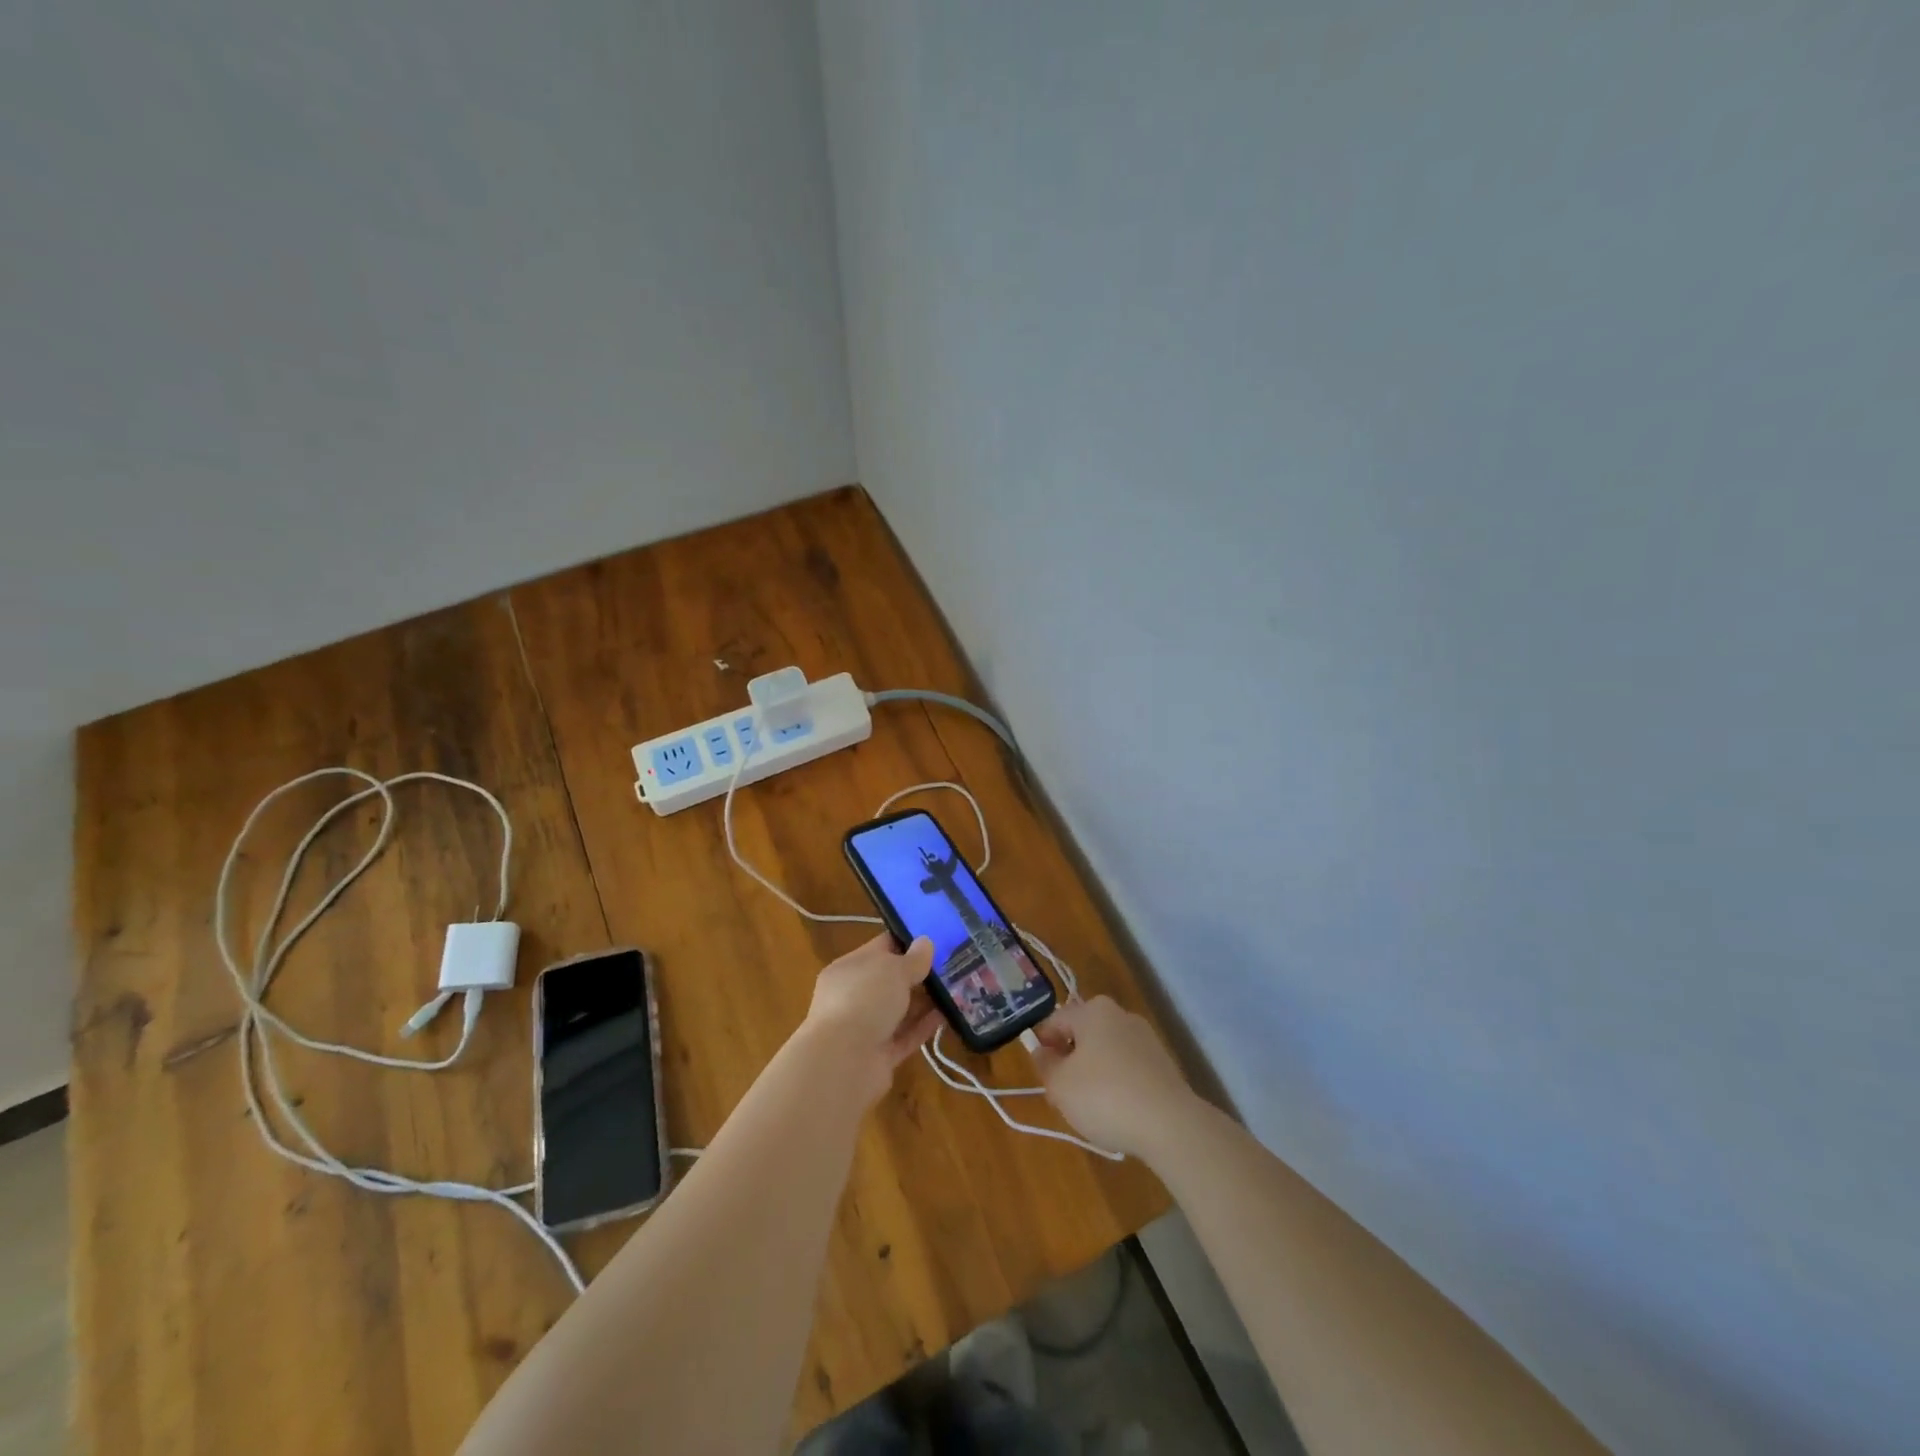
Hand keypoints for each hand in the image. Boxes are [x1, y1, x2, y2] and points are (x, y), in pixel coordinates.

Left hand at [799, 933, 941, 1104]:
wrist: (843, 1063)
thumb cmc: (864, 1000)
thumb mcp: (893, 970)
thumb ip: (913, 958)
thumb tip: (925, 943)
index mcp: (849, 968)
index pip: (881, 948)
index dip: (907, 942)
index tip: (936, 939)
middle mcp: (853, 996)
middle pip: (891, 980)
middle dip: (919, 974)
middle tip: (952, 965)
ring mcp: (865, 1027)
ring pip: (899, 1010)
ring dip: (924, 1001)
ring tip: (956, 990)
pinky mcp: (878, 1055)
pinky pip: (905, 1036)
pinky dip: (923, 1027)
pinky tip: (947, 1016)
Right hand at [1030, 996, 1204, 1161]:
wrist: (1170, 1124)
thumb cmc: (1104, 1096)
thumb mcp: (1059, 1084)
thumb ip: (1044, 1064)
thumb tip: (1043, 1052)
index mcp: (1093, 1010)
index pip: (1055, 1021)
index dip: (1043, 1047)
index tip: (1043, 1078)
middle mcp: (1121, 1015)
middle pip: (1083, 1036)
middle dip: (1070, 1062)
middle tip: (1063, 1096)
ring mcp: (1146, 1038)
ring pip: (1106, 1053)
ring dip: (1093, 1075)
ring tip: (1091, 1109)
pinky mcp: (1164, 1064)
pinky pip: (1128, 1069)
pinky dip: (1118, 1085)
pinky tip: (1119, 1113)